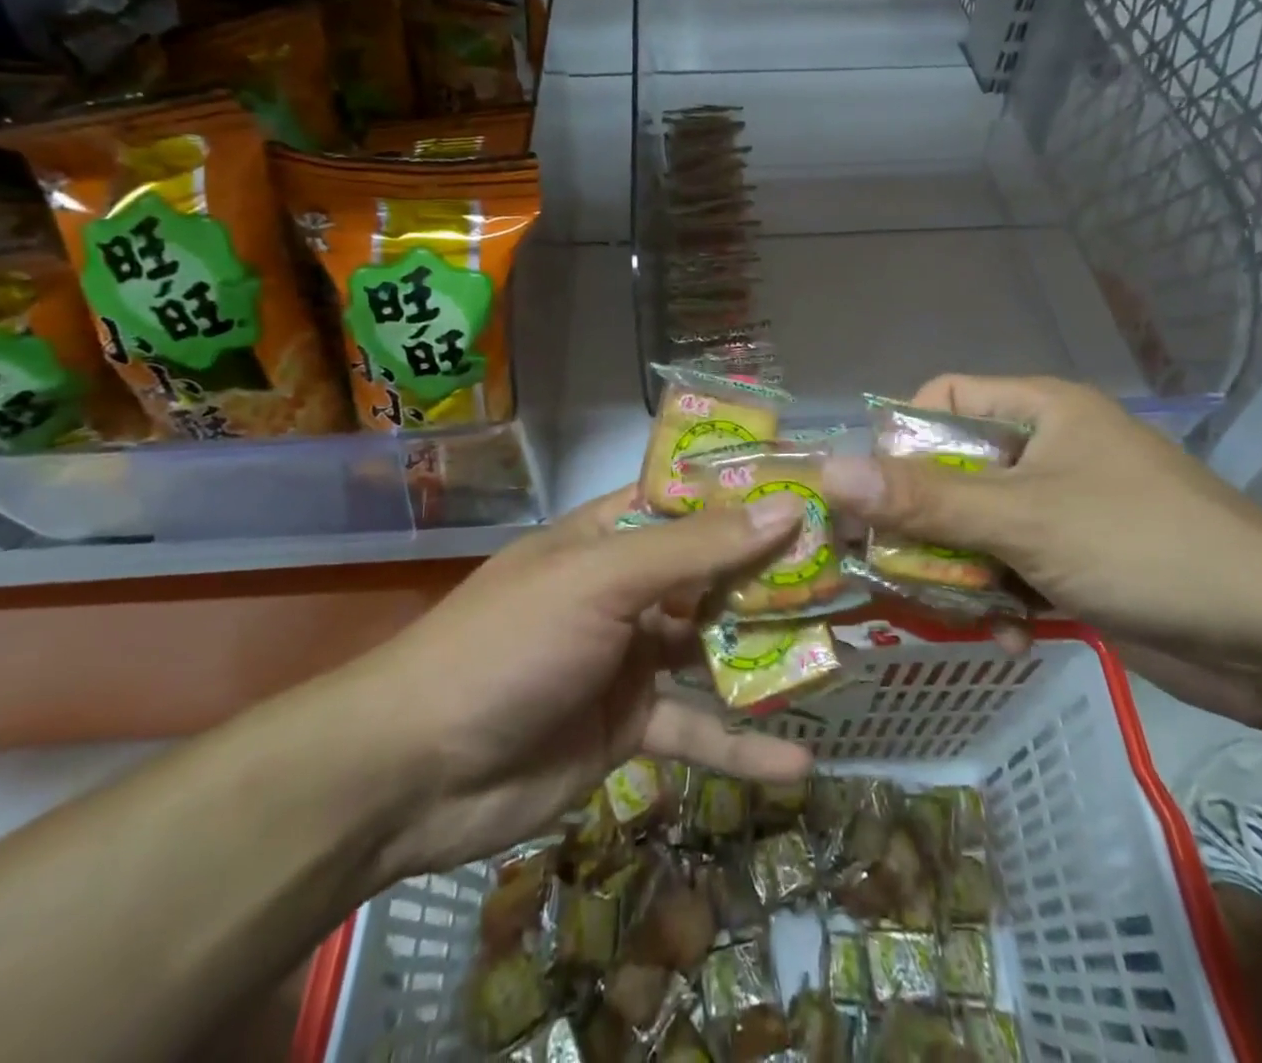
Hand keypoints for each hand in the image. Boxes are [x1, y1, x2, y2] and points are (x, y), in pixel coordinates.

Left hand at [329, 488, 812, 878]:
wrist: (414, 772)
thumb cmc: (510, 644)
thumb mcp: (603, 582)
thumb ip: (696, 550)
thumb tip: (785, 508)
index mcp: (608, 536)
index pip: (688, 498)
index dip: (746, 491)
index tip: (814, 490)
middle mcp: (623, 589)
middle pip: (710, 573)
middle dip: (771, 575)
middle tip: (847, 573)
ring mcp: (627, 658)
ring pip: (711, 649)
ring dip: (766, 655)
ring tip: (840, 654)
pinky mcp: (626, 727)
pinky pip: (694, 731)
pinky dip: (740, 748)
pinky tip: (798, 766)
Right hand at [819, 375, 1261, 728]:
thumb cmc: (1143, 548)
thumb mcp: (1023, 519)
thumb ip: (923, 499)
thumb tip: (829, 473)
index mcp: (1039, 411)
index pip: (942, 399)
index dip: (899, 440)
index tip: (873, 494)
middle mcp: (1046, 451)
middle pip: (950, 471)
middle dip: (920, 522)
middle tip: (883, 566)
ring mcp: (1061, 509)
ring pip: (974, 527)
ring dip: (955, 571)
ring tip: (945, 611)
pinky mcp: (1075, 562)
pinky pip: (1008, 567)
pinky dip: (998, 600)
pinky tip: (1007, 637)